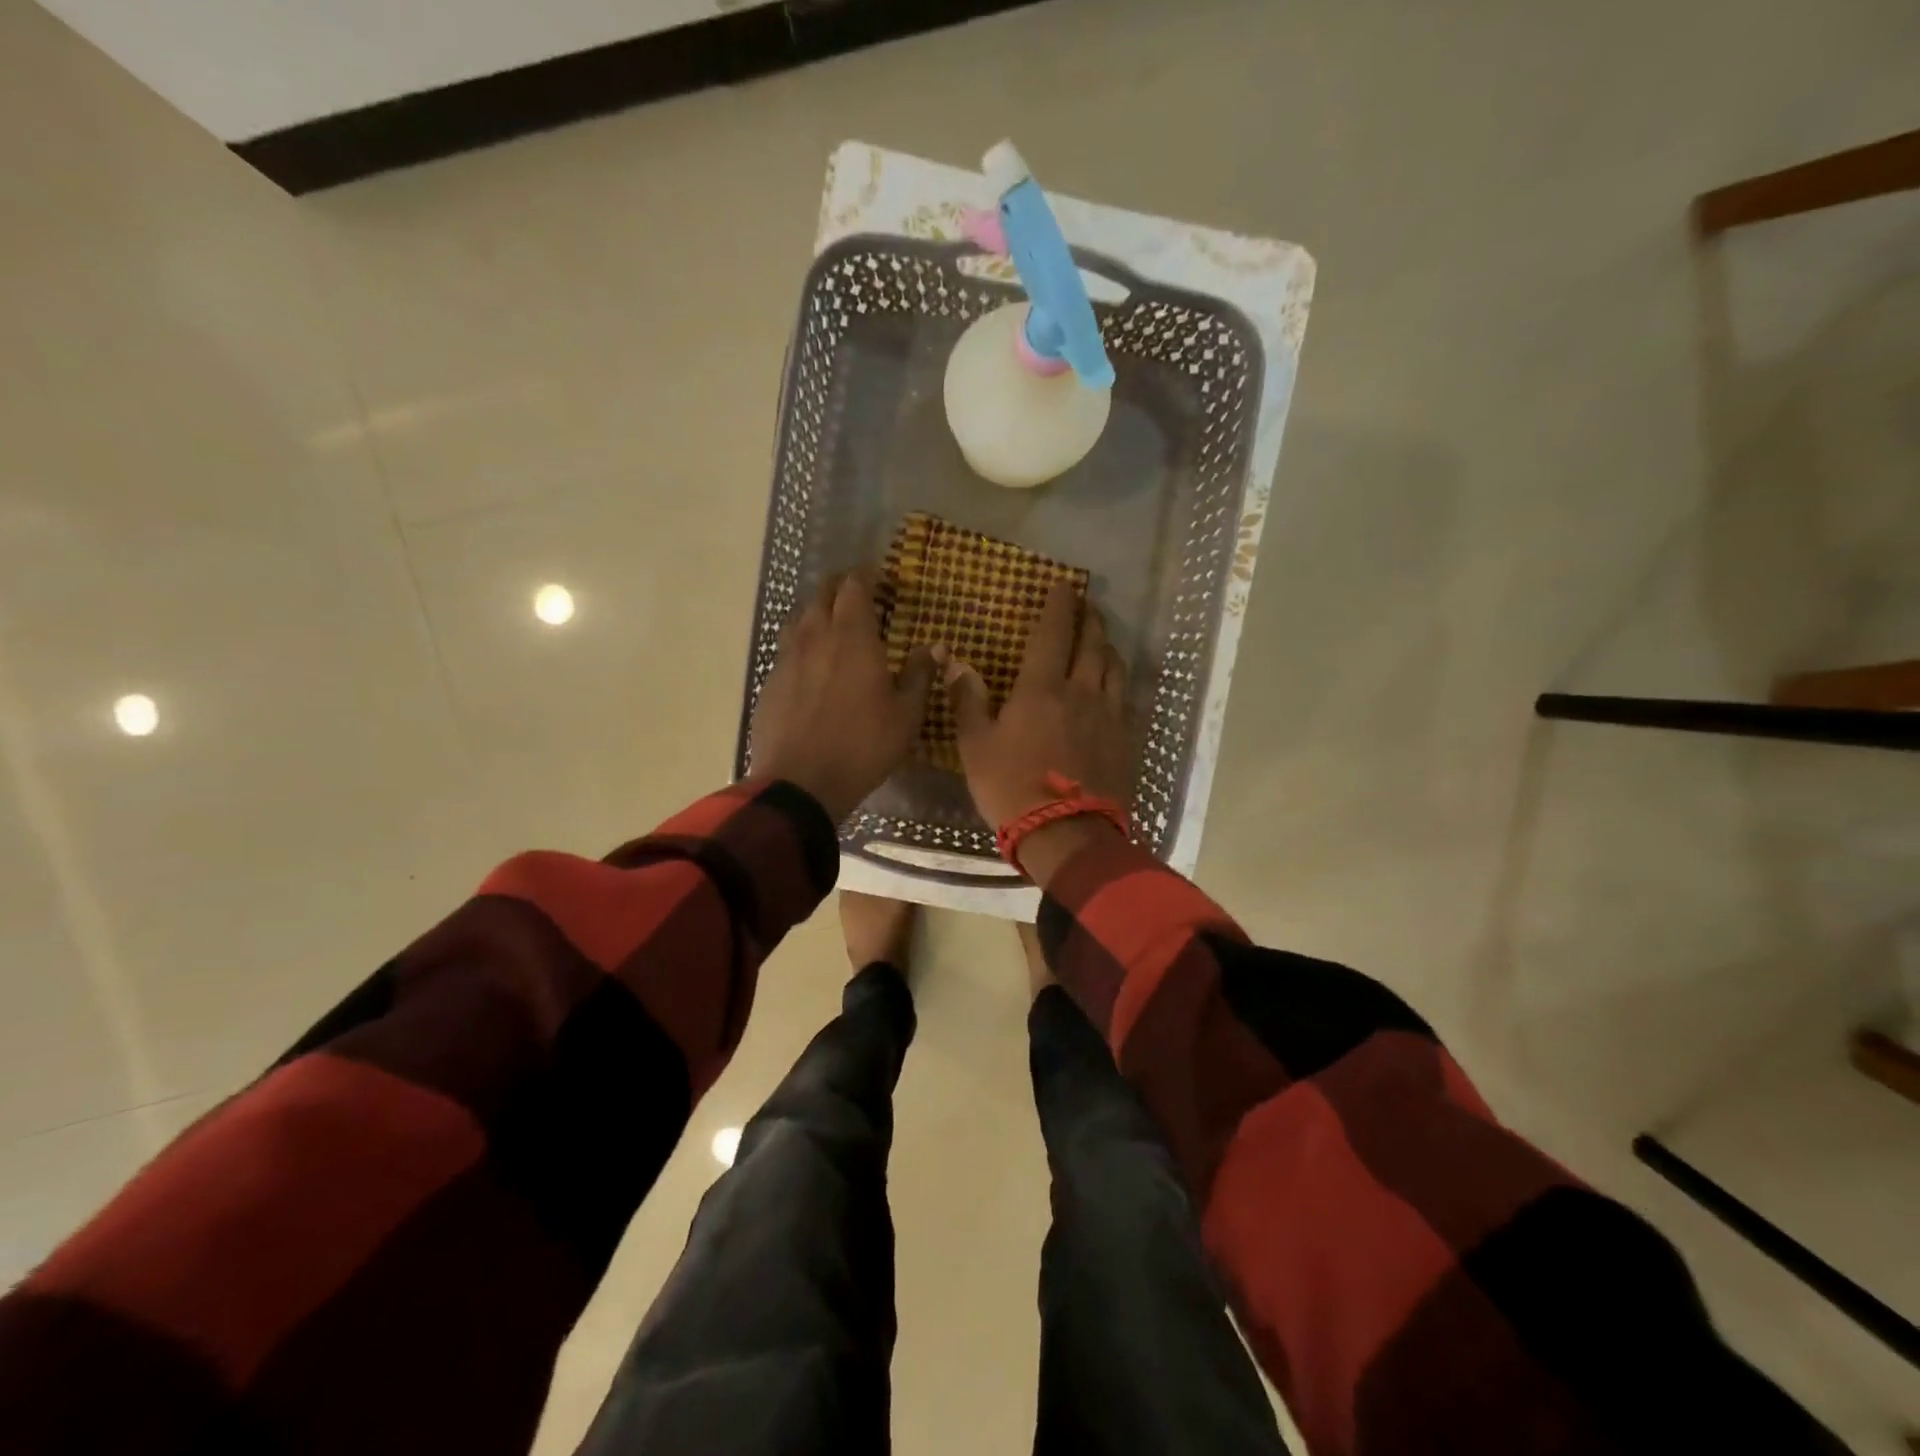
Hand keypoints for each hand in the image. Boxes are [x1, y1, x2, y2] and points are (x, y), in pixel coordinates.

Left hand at [750, 571, 935, 821]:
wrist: (801, 782)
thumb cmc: (863, 746)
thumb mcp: (906, 715)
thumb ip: (920, 675)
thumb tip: (934, 647)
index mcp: (852, 637)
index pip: (854, 587)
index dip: (865, 576)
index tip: (878, 577)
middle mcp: (815, 637)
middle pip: (822, 595)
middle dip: (839, 587)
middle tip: (856, 593)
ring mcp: (787, 658)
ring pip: (799, 618)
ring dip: (817, 612)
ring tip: (832, 623)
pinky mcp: (771, 682)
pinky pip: (787, 649)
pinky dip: (802, 644)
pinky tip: (811, 664)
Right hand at [945, 581, 1133, 828]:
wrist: (1067, 834)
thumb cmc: (1011, 788)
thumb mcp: (975, 746)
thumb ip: (967, 700)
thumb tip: (955, 660)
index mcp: (1041, 688)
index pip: (1054, 633)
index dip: (1059, 606)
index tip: (1064, 585)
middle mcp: (1081, 691)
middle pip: (1092, 643)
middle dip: (1089, 618)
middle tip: (1087, 603)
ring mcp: (1108, 715)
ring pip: (1113, 667)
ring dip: (1107, 645)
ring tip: (1102, 638)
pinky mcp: (1124, 739)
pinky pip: (1124, 696)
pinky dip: (1117, 679)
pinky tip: (1113, 684)